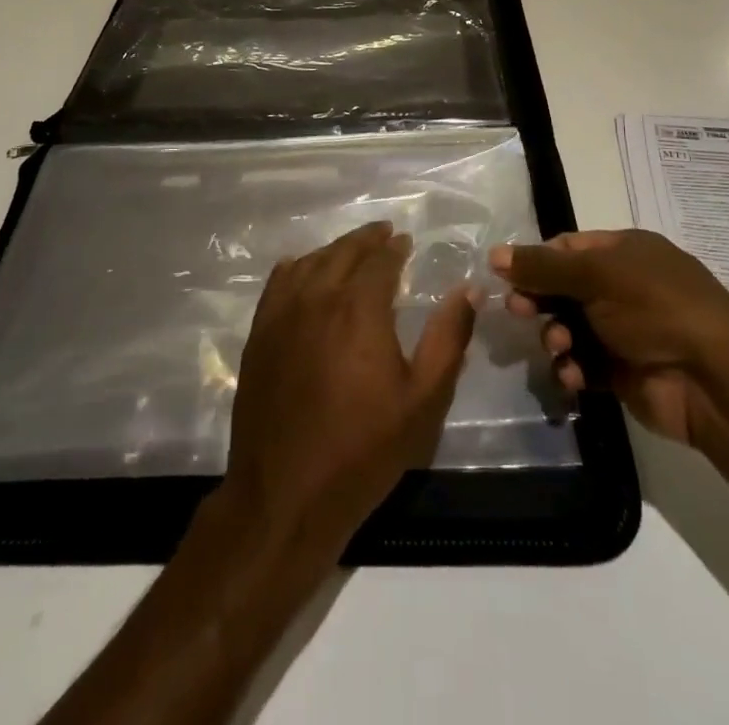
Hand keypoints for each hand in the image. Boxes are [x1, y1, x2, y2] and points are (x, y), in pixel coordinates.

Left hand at [224, 221, 477, 564]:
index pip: (380, 260)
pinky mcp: (259, 334)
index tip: (405, 242)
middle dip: (367, 239)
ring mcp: (282, 314)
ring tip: (351, 250)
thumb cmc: (363, 450)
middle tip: (383, 233)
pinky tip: (303, 268)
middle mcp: (318, 298)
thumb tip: (469, 289)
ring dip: (334, 250)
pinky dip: (297, 267)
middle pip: (343, 252)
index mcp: (360, 308)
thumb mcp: (422, 400)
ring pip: (311, 262)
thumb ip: (448, 338)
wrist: (285, 495)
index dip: (395, 248)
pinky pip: (278, 282)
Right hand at [489, 230, 728, 457]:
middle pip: (564, 289)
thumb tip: (494, 254)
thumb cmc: (655, 308)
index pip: (567, 248)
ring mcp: (625, 331)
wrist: (713, 380)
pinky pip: (583, 364)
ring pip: (570, 327)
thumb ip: (542, 267)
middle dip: (540, 300)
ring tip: (559, 348)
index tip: (506, 277)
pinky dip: (573, 369)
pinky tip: (573, 376)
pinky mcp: (623, 372)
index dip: (536, 261)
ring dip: (556, 337)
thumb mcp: (596, 275)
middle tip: (518, 312)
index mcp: (624, 252)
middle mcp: (624, 287)